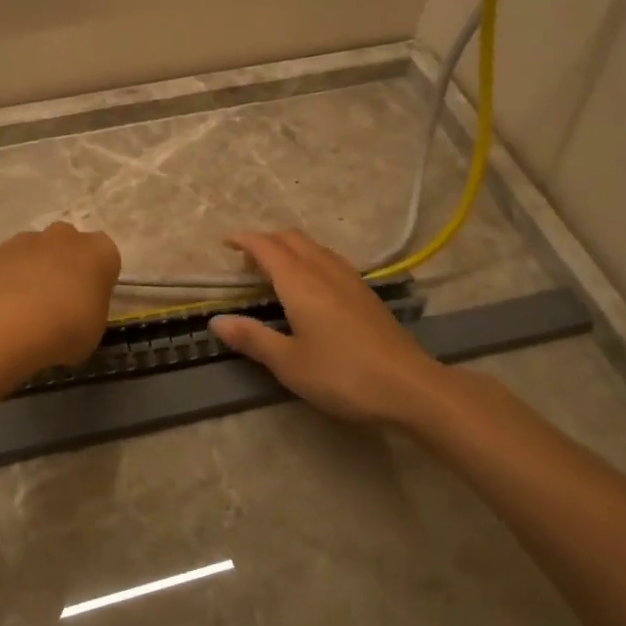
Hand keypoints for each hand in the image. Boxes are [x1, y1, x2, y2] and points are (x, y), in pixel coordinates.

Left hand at [0, 222, 121, 373]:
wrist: (5, 322)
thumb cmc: (65, 327)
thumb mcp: (93, 330)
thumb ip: (89, 312)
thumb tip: (76, 311)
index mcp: (100, 251)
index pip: (107, 259)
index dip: (98, 282)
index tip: (90, 305)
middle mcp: (66, 236)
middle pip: (70, 248)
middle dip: (66, 269)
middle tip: (59, 304)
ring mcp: (27, 239)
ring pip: (37, 253)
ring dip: (34, 273)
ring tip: (25, 311)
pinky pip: (8, 265)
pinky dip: (7, 281)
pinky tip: (1, 309)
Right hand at [208, 231, 440, 425]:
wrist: (408, 386)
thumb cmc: (341, 374)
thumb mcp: (288, 363)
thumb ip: (252, 338)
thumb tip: (216, 321)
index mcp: (300, 282)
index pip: (267, 247)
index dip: (244, 240)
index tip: (225, 243)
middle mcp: (324, 271)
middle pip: (292, 239)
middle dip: (266, 241)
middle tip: (246, 259)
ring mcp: (350, 279)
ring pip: (314, 247)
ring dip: (290, 248)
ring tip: (275, 268)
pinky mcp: (366, 293)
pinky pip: (330, 260)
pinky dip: (309, 259)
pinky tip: (311, 284)